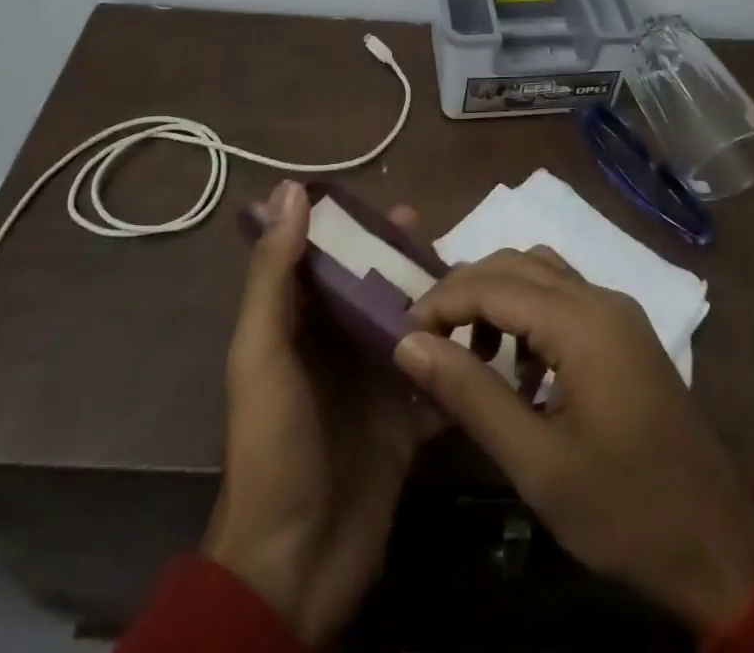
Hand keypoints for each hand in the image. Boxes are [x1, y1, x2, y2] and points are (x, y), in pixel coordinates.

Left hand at [203, 181, 437, 646]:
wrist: (295, 565)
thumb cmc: (274, 446)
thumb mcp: (263, 353)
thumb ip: (275, 274)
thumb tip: (290, 189)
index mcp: (297, 326)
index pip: (325, 260)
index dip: (353, 229)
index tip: (393, 203)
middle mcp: (336, 347)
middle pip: (373, 289)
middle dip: (403, 261)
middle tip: (442, 237)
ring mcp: (373, 386)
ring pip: (408, 327)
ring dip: (435, 303)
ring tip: (475, 275)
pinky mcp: (405, 424)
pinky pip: (433, 379)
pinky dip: (454, 359)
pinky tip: (490, 335)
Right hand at [396, 248, 753, 636]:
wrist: (719, 547)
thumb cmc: (625, 509)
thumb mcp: (537, 463)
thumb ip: (470, 394)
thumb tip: (408, 344)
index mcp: (582, 321)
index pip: (493, 284)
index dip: (441, 300)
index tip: (401, 332)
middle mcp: (601, 299)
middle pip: (517, 264)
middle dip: (465, 290)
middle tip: (426, 336)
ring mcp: (618, 313)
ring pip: (542, 273)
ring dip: (498, 297)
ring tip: (469, 352)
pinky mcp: (626, 334)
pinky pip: (565, 298)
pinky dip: (529, 313)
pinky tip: (520, 370)